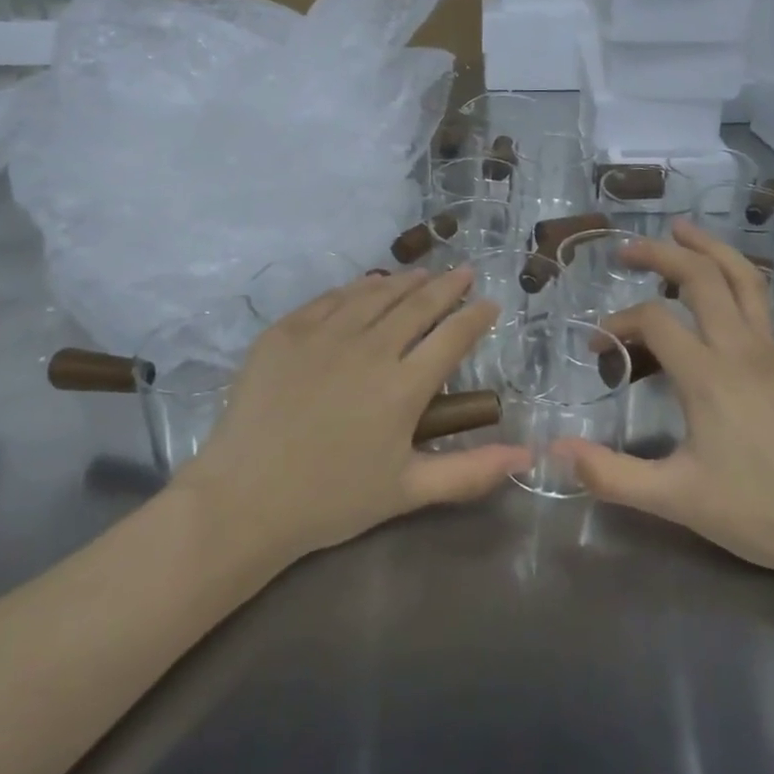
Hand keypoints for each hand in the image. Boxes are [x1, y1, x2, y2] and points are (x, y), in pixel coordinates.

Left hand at [175, 267, 531, 568]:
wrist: (245, 499)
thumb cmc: (332, 500)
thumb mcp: (409, 491)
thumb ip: (471, 471)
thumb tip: (528, 455)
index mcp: (403, 387)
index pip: (452, 337)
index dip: (476, 316)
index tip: (490, 304)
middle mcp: (369, 349)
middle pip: (417, 305)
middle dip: (447, 286)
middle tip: (464, 272)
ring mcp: (324, 335)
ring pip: (374, 294)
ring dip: (404, 281)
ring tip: (422, 274)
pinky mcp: (285, 332)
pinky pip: (329, 299)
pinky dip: (356, 288)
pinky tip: (365, 286)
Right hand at [561, 223, 773, 583]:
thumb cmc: (757, 511)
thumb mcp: (675, 498)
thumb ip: (611, 474)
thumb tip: (554, 450)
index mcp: (706, 375)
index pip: (653, 322)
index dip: (618, 324)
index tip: (597, 346)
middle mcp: (740, 350)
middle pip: (701, 280)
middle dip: (661, 256)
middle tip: (627, 250)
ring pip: (747, 284)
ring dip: (715, 251)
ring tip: (684, 230)